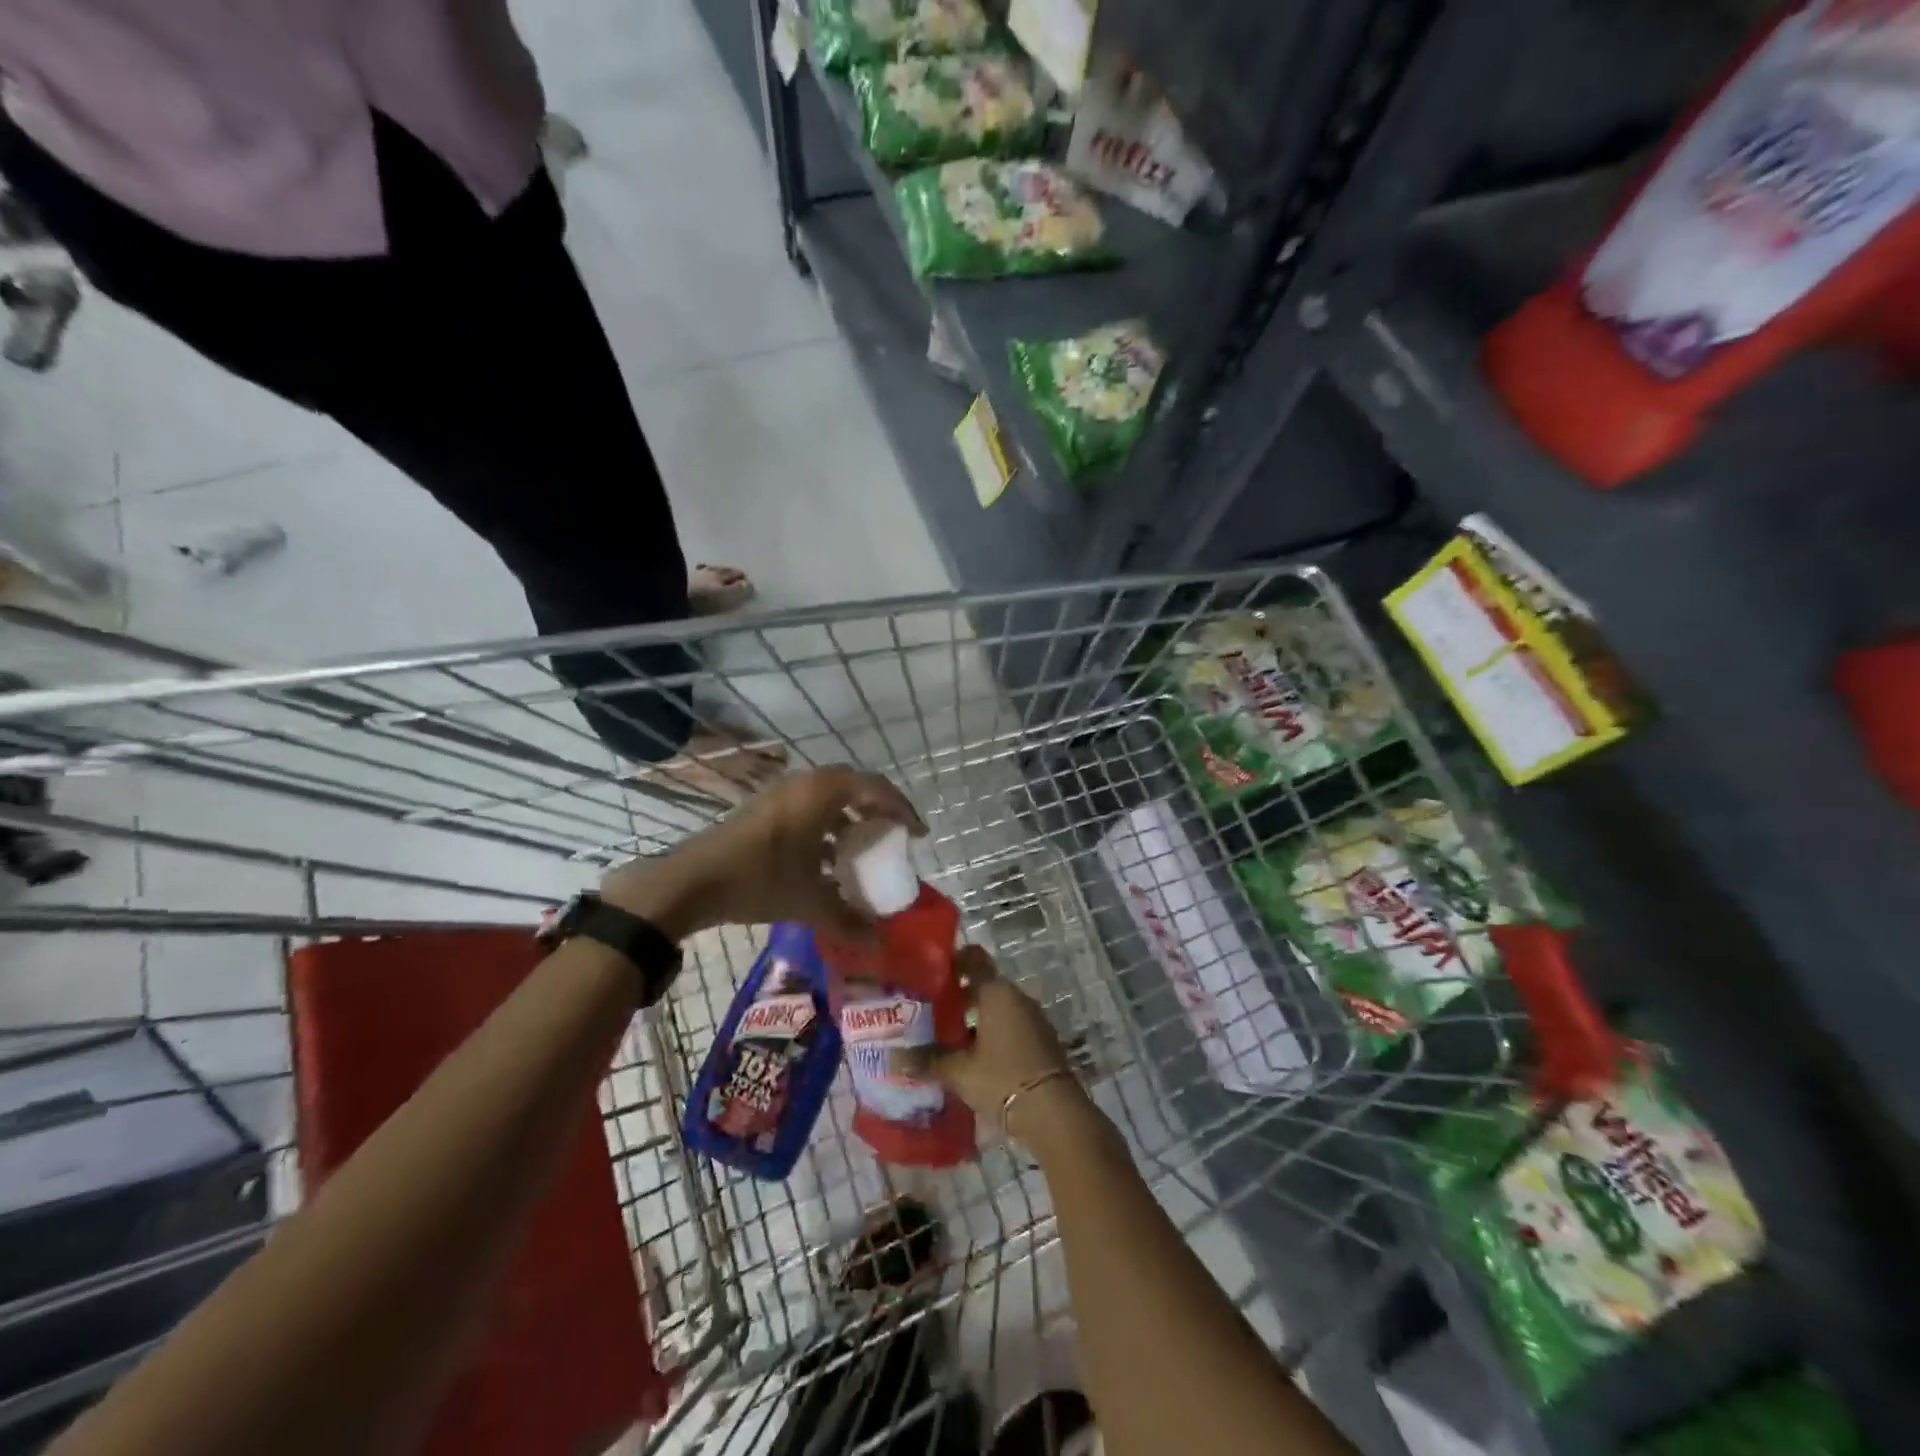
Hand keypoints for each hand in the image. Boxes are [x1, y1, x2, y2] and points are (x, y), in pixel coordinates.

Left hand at [600, 765, 924, 940]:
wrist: (690, 881)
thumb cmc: (759, 880)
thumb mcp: (809, 902)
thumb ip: (848, 920)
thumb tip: (880, 942)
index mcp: (822, 793)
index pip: (876, 788)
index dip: (902, 809)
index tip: (918, 834)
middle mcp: (803, 784)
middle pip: (854, 787)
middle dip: (877, 810)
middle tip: (894, 836)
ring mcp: (780, 794)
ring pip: (828, 798)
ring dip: (850, 820)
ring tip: (864, 851)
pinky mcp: (763, 809)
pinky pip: (808, 808)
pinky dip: (826, 827)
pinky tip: (827, 862)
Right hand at [910, 948, 1093, 1147]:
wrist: (1054, 1112)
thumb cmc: (1002, 1079)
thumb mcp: (960, 1072)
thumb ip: (928, 1061)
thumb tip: (895, 1059)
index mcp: (996, 992)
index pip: (973, 960)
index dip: (952, 962)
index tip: (930, 973)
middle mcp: (1016, 997)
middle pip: (983, 986)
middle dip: (957, 997)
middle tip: (929, 1012)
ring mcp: (1032, 1018)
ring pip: (996, 1009)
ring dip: (974, 1019)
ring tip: (946, 1038)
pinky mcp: (1040, 1040)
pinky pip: (1009, 1027)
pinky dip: (991, 1034)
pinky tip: (972, 1057)